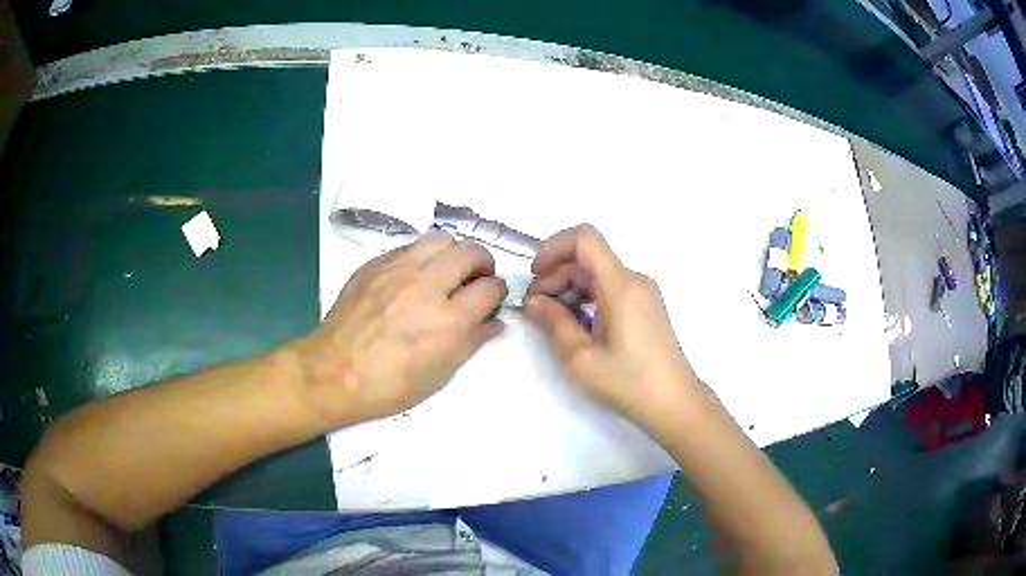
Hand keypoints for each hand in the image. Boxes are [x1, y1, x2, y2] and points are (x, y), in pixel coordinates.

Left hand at [294, 231, 505, 426]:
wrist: (332, 373)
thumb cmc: (388, 386)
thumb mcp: (439, 375)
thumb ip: (472, 342)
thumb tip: (494, 322)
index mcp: (447, 322)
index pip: (489, 288)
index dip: (497, 292)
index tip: (492, 298)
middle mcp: (426, 286)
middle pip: (471, 252)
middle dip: (483, 263)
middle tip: (476, 279)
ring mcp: (398, 270)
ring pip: (441, 238)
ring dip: (453, 252)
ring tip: (447, 271)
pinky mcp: (375, 264)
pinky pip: (410, 246)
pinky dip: (423, 256)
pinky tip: (415, 276)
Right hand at [524, 225, 704, 433]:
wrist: (675, 403)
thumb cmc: (629, 382)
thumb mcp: (582, 358)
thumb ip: (554, 323)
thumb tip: (533, 301)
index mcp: (621, 285)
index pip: (585, 238)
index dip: (553, 247)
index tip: (535, 276)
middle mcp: (634, 280)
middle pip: (588, 257)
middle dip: (556, 273)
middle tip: (535, 306)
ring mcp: (643, 292)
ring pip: (598, 272)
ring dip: (569, 286)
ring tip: (551, 317)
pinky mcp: (645, 306)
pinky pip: (610, 287)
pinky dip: (587, 296)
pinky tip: (575, 322)